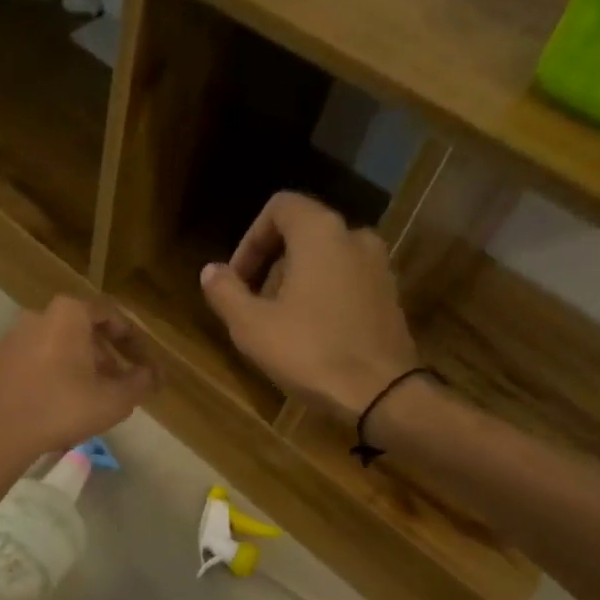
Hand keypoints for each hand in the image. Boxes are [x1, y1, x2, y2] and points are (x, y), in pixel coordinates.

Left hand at [0, 296, 160, 464]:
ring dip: (79, 363)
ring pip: (57, 344)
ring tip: (92, 393)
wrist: (0, 433)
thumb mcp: (114, 400)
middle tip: (121, 380)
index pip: (111, 315)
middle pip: (82, 329)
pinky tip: (59, 399)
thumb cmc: (63, 408)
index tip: (144, 363)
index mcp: (68, 314)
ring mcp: (13, 336)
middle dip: (106, 353)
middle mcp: (38, 315)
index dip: (133, 340)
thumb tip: (150, 375)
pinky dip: (52, 371)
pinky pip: (34, 358)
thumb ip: (140, 383)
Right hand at [199, 192, 417, 422]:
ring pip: (325, 257)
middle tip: (252, 302)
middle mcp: (355, 237)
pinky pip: (346, 278)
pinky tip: (310, 332)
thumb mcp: (251, 325)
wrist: (381, 393)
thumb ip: (225, 291)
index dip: (250, 238)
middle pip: (302, 232)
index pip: (280, 207)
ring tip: (278, 320)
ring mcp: (378, 265)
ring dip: (295, 279)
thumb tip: (210, 271)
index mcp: (320, 233)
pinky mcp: (389, 294)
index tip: (237, 278)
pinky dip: (322, 292)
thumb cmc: (309, 351)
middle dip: (270, 262)